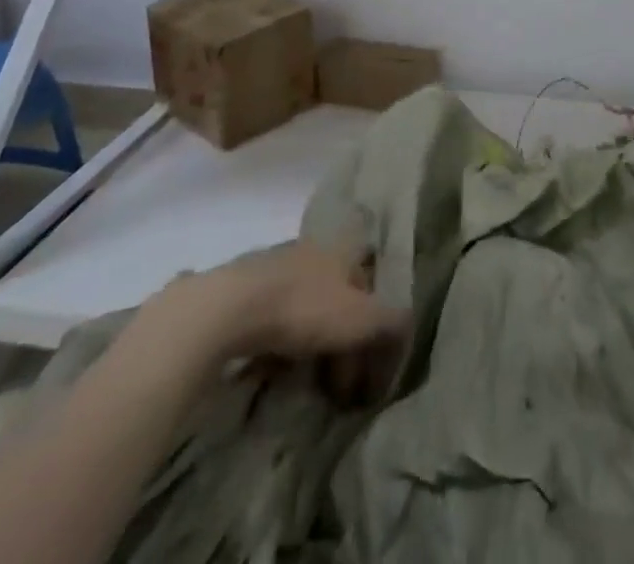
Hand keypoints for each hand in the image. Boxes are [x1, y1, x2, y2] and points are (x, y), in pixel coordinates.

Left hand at [134, 242, 409, 374]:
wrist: (224, 311)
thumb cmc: (302, 308)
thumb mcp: (361, 319)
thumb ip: (393, 324)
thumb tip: (409, 333)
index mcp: (341, 250)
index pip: (370, 277)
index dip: (376, 315)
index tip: (370, 356)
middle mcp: (310, 251)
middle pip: (337, 294)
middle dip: (343, 336)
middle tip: (339, 384)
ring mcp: (271, 268)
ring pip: (303, 306)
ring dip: (310, 343)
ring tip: (305, 384)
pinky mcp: (238, 293)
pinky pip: (270, 320)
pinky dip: (277, 345)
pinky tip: (271, 373)